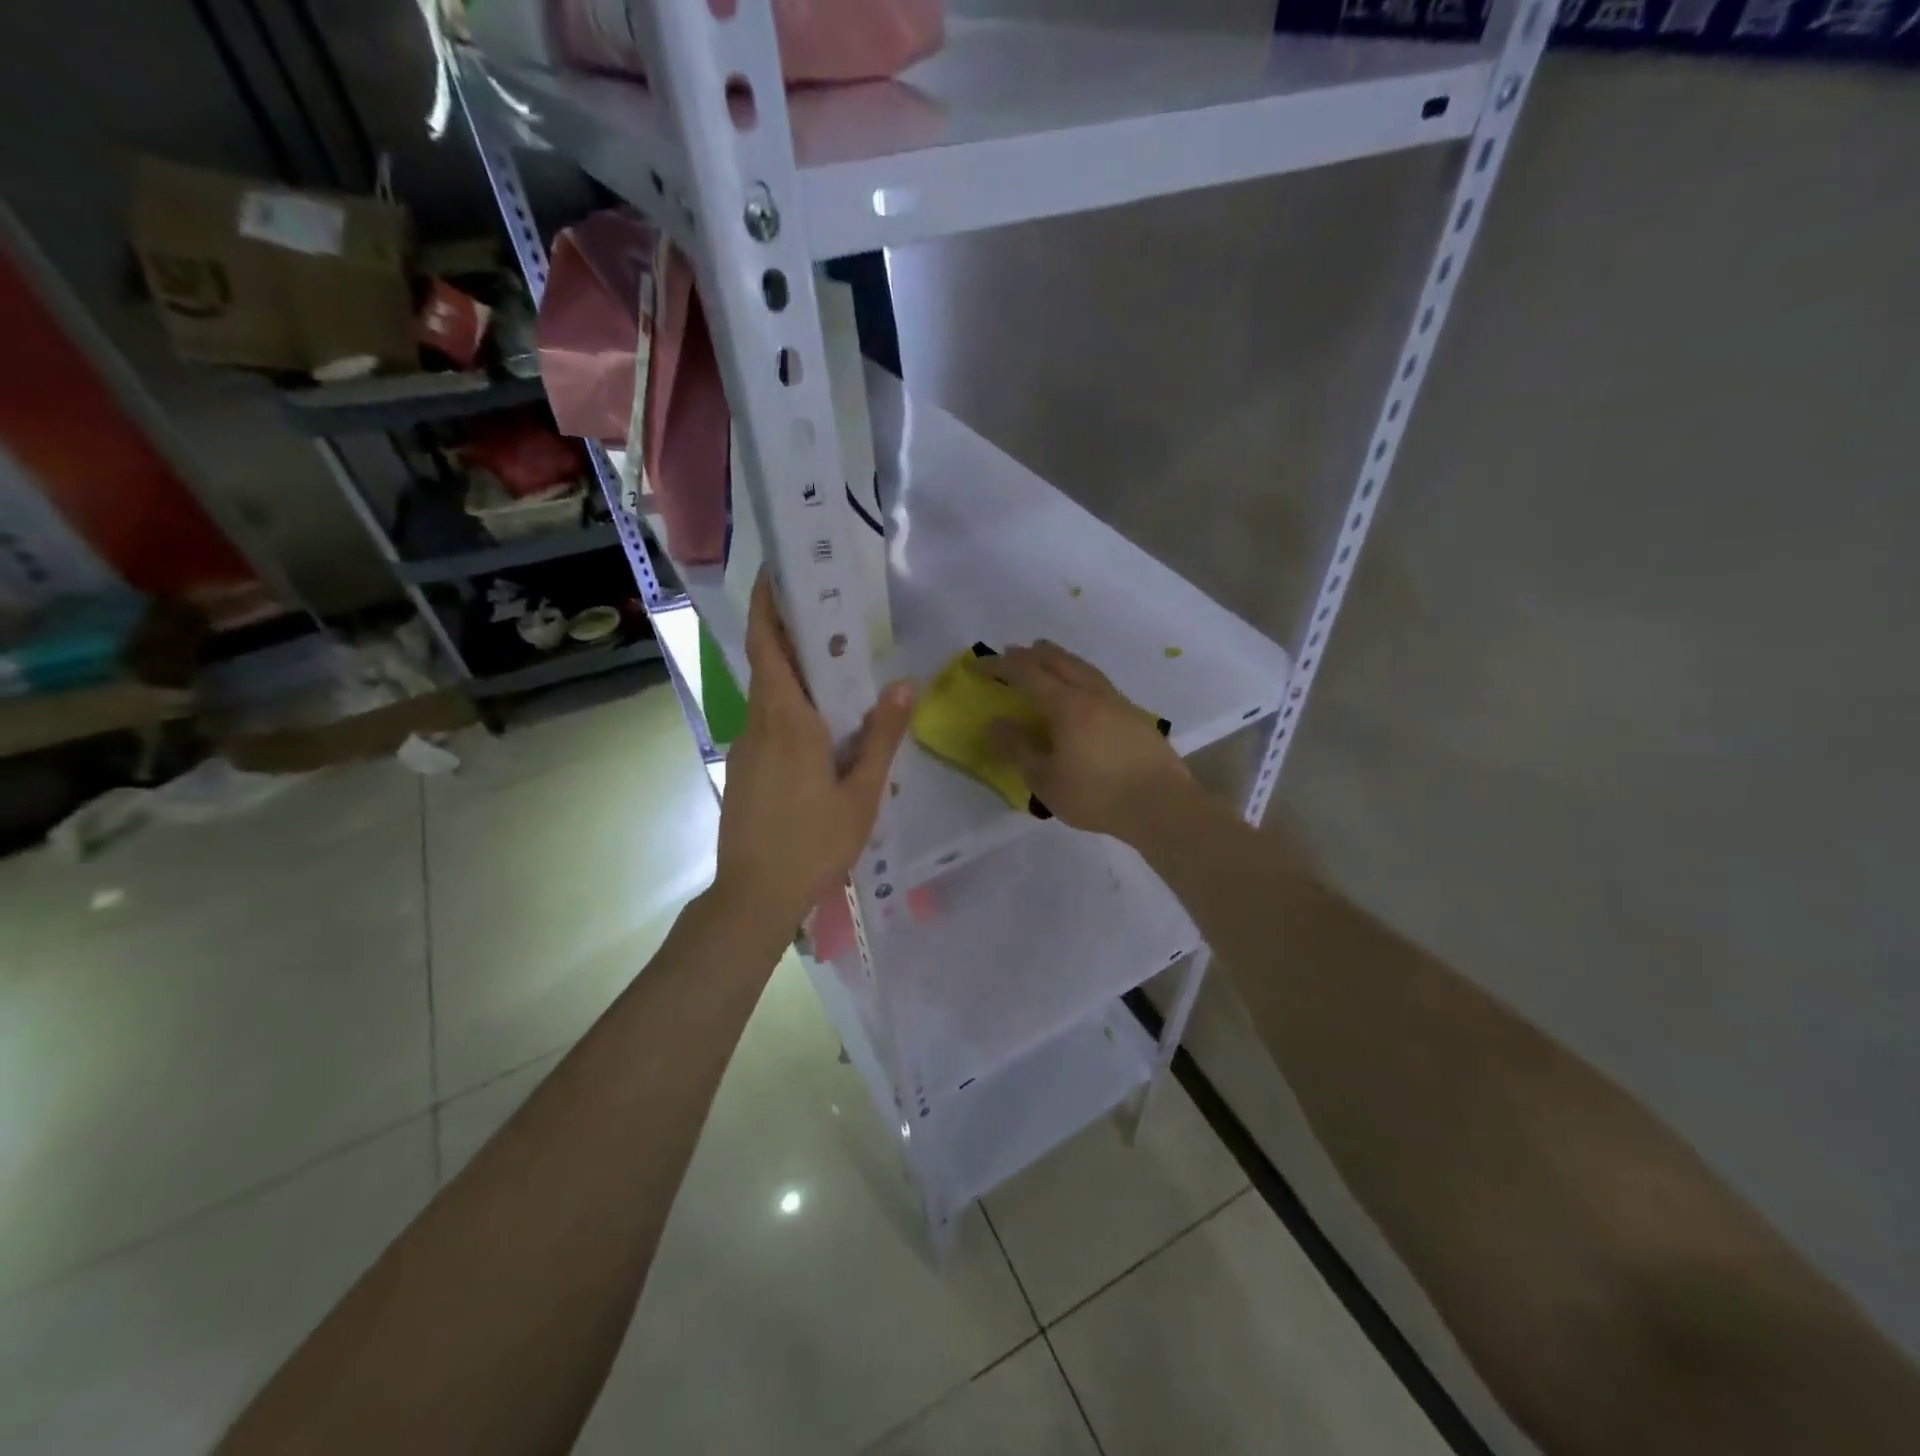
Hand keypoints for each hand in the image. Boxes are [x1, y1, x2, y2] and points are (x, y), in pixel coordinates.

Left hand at [713, 574, 914, 936]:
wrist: (754, 897)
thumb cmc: (813, 845)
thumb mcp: (861, 793)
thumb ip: (883, 736)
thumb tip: (905, 683)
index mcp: (787, 721)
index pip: (768, 647)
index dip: (766, 605)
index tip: (776, 571)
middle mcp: (759, 724)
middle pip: (767, 662)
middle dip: (786, 627)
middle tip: (824, 605)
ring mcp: (746, 747)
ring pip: (768, 694)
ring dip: (792, 668)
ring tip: (834, 659)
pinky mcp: (745, 769)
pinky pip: (768, 721)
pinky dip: (790, 703)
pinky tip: (822, 721)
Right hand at [981, 640, 1191, 844]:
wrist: (1162, 805)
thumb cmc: (1097, 795)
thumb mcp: (1045, 779)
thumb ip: (1018, 749)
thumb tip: (996, 723)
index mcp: (1066, 705)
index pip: (1026, 674)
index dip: (1000, 666)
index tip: (979, 665)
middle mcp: (1092, 694)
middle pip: (1059, 661)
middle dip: (1032, 654)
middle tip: (1013, 652)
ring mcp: (1119, 703)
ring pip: (1084, 668)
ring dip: (1060, 659)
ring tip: (1048, 657)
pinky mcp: (1136, 717)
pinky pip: (1100, 684)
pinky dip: (1081, 676)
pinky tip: (1083, 692)